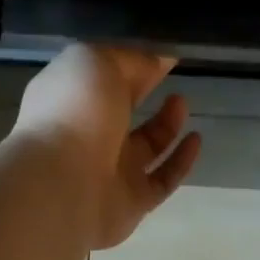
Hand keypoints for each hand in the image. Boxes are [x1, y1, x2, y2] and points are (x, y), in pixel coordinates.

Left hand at [15, 44, 202, 248]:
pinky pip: (162, 181)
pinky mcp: (131, 204)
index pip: (103, 79)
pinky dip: (181, 162)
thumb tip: (160, 59)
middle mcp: (88, 137)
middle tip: (171, 78)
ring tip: (181, 102)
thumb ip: (131, 59)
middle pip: (121, 113)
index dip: (130, 64)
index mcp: (71, 100)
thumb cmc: (74, 113)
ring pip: (144, 149)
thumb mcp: (98, 62)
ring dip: (166, 125)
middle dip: (144, 93)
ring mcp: (109, 174)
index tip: (161, 55)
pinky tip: (196, 140)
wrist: (63, 185)